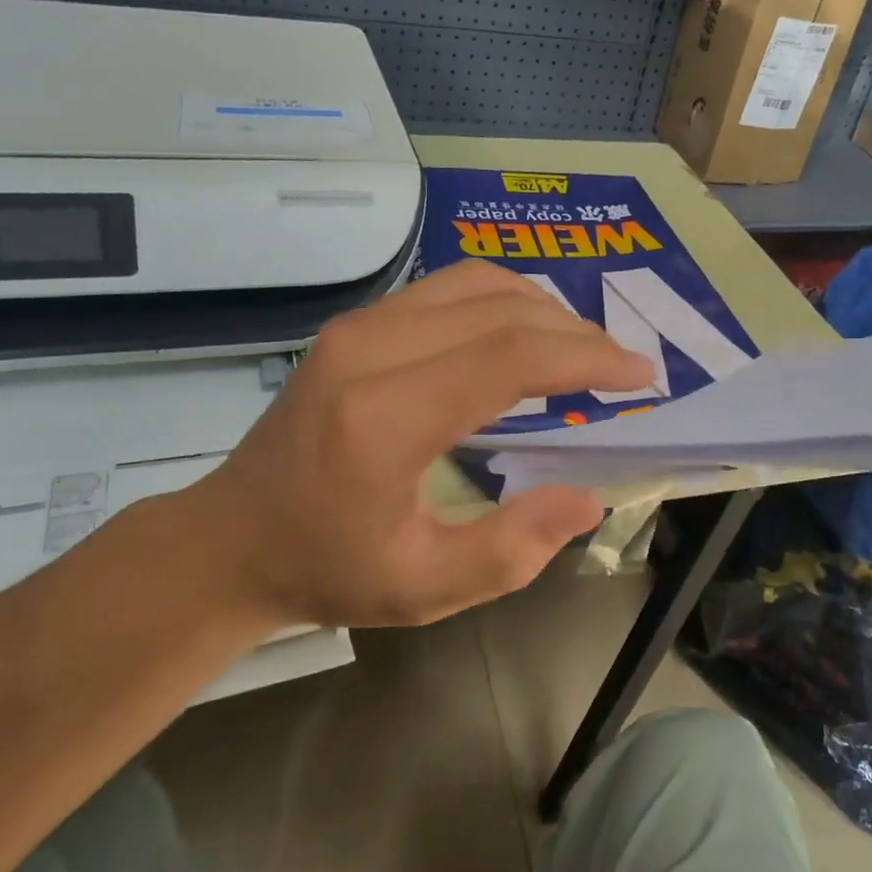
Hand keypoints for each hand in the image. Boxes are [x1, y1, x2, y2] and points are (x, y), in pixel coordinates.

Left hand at [165, 260, 651, 630]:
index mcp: (384, 419)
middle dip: (576, 333)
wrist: (232, 537)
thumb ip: (512, 549)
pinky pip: (446, 287)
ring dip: (543, 308)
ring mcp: (357, 326)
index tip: (639, 374)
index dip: (585, 358)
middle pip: (500, 311)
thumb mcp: (424, 588)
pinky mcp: (356, 323)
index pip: (508, 357)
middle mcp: (368, 350)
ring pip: (476, 283)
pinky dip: (502, 300)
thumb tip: (586, 497)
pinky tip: (526, 332)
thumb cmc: (327, 569)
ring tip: (582, 349)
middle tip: (621, 367)